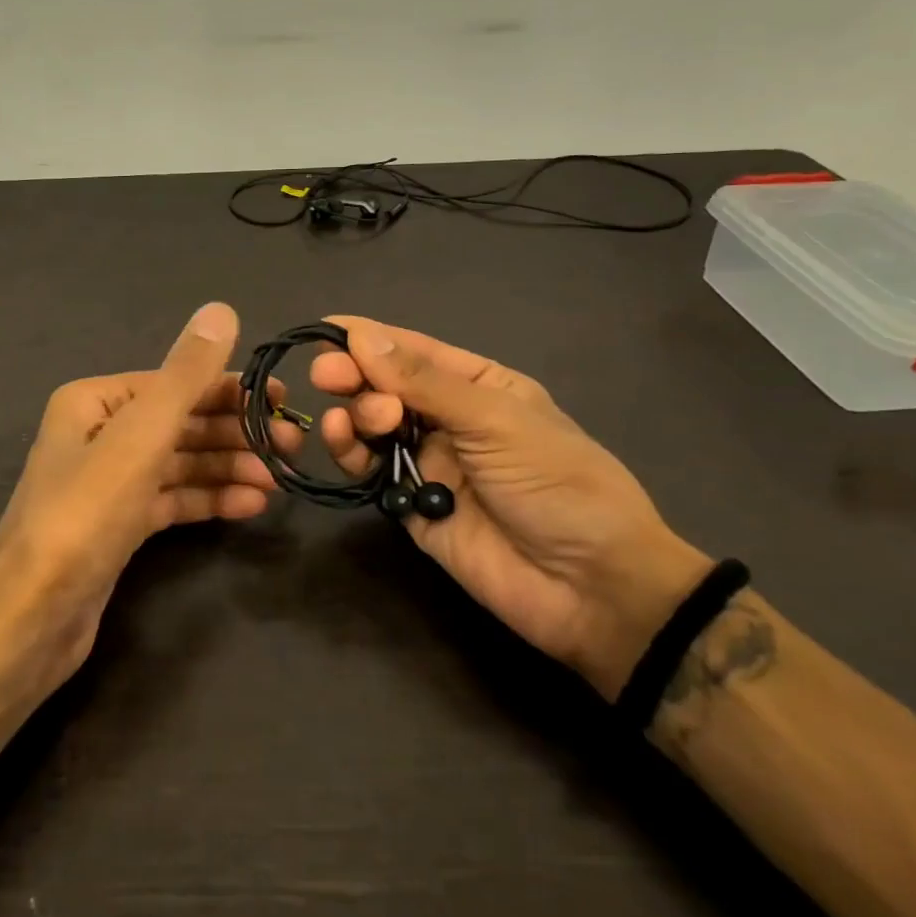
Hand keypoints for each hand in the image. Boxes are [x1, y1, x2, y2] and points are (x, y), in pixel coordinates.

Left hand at [0, 301, 299, 684]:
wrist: (34, 617)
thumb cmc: (86, 514)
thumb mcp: (141, 436)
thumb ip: (185, 374)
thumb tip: (221, 309)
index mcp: (95, 401)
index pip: (176, 383)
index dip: (231, 389)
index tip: (282, 402)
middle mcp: (100, 433)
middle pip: (181, 423)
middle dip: (235, 432)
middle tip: (290, 446)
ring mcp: (109, 482)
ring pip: (180, 463)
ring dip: (228, 467)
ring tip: (277, 480)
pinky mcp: (118, 524)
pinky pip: (172, 499)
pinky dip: (209, 499)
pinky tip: (250, 506)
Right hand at [310, 316, 710, 698]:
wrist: (592, 588)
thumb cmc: (557, 483)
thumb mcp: (496, 420)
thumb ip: (424, 382)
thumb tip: (362, 336)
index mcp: (479, 386)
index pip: (414, 351)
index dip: (369, 338)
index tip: (323, 328)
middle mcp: (448, 419)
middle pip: (386, 386)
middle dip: (355, 375)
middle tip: (327, 375)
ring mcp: (428, 463)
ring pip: (372, 426)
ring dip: (354, 414)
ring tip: (354, 421)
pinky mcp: (411, 506)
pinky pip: (370, 471)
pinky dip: (351, 454)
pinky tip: (344, 442)